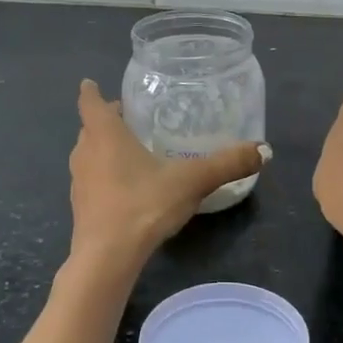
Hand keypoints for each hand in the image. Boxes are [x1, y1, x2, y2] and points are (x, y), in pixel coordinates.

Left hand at [67, 80, 264, 264]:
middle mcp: (85, 152)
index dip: (92, 91)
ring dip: (103, 149)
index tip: (92, 83)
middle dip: (105, 120)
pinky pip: (91, 180)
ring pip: (88, 154)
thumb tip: (264, 150)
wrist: (107, 258)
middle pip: (90, 128)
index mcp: (105, 135)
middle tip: (130, 117)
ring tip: (131, 150)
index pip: (91, 102)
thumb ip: (227, 164)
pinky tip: (128, 187)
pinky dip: (104, 175)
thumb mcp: (191, 181)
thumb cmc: (143, 205)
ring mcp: (79, 182)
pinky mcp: (80, 208)